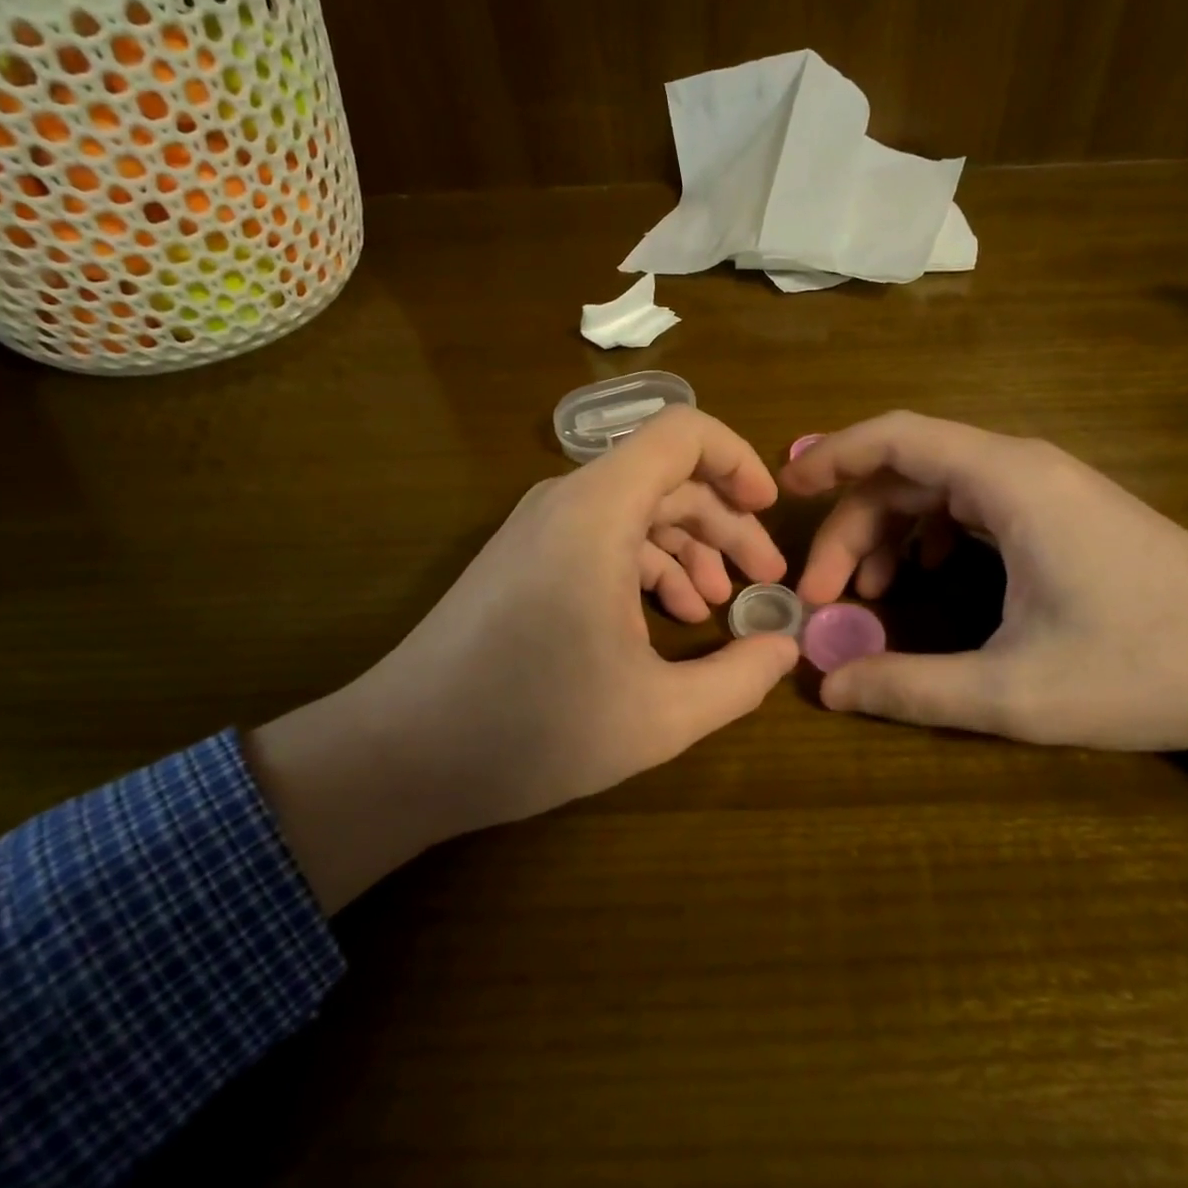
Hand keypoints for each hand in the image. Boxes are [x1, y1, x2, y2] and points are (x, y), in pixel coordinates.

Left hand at [249, 407, 798, 911]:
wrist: (401, 755)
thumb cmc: (532, 728)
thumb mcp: (658, 716)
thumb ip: (739, 678)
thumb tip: (786, 647)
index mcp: (597, 512)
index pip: (683, 433)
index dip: (738, 460)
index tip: (772, 512)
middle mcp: (566, 503)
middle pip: (666, 479)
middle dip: (726, 524)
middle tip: (766, 580)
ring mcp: (539, 530)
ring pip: (635, 512)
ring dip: (688, 550)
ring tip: (720, 605)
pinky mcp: (524, 560)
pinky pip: (601, 539)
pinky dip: (645, 568)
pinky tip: (666, 622)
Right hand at [780, 413, 1187, 782]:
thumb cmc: (1149, 669)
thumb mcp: (1015, 693)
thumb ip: (910, 688)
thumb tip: (827, 688)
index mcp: (1009, 484)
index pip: (896, 438)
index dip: (831, 455)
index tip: (783, 490)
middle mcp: (1021, 469)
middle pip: (904, 472)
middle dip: (850, 527)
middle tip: (821, 597)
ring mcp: (1043, 489)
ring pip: (933, 490)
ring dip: (884, 535)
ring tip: (862, 597)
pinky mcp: (1057, 513)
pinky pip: (966, 508)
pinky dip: (925, 538)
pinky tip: (920, 581)